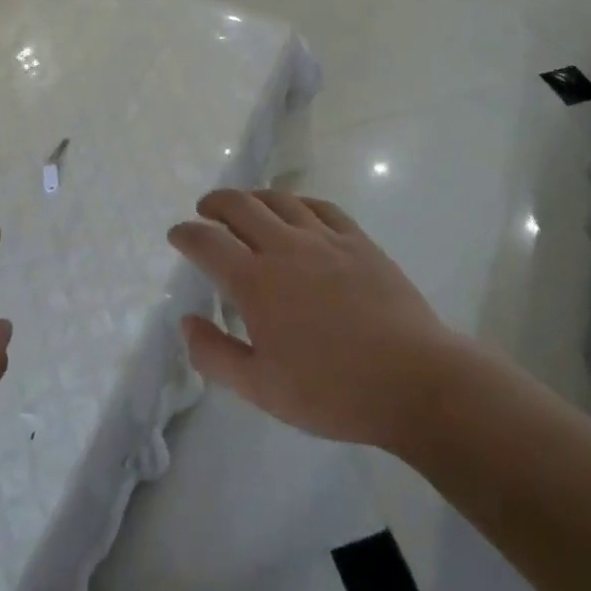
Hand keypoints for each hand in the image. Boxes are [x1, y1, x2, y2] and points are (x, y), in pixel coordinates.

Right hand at [169, 189, 454, 451]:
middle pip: (240, 206)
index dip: (186, 233)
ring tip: (246, 205)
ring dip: (254, 197)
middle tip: (205, 211)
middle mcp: (284, 248)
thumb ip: (215, 354)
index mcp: (255, 282)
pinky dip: (299, 202)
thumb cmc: (332, 392)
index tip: (177, 235)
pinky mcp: (358, 241)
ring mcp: (324, 239)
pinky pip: (321, 207)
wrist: (414, 382)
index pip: (207, 242)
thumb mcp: (261, 389)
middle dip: (215, 203)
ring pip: (279, 200)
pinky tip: (297, 210)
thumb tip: (186, 321)